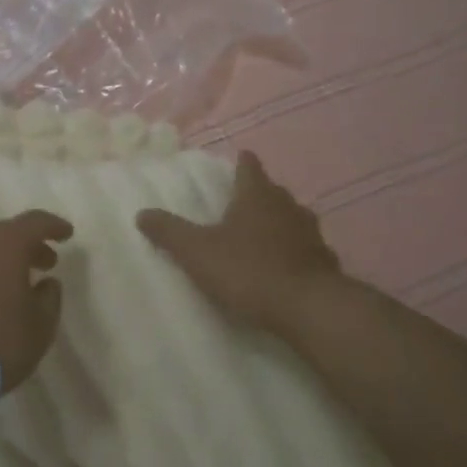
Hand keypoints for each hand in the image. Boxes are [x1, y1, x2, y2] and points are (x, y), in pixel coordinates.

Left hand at [0, 211, 72, 392]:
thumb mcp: (40, 326)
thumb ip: (49, 299)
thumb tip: (46, 283)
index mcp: (5, 246)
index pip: (34, 222)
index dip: (53, 226)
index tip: (66, 235)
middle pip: (2, 234)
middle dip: (25, 245)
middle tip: (43, 263)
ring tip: (10, 286)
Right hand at [137, 151, 342, 336]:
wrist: (307, 307)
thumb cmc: (248, 270)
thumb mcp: (197, 251)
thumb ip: (169, 232)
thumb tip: (142, 213)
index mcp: (256, 196)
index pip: (249, 167)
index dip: (242, 163)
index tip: (239, 159)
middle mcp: (288, 206)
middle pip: (272, 192)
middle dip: (258, 194)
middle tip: (241, 202)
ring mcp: (311, 234)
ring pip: (292, 219)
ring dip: (278, 223)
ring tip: (261, 234)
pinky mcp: (325, 262)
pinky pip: (306, 249)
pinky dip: (294, 252)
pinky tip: (284, 266)